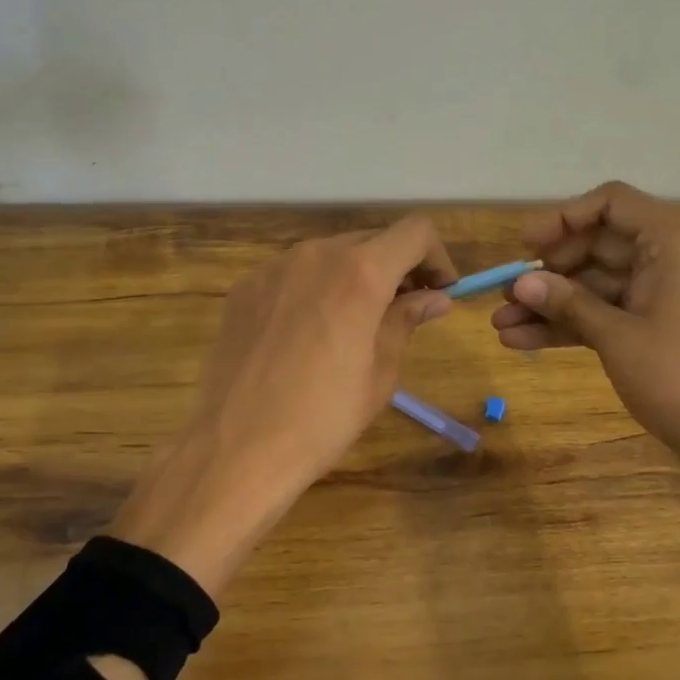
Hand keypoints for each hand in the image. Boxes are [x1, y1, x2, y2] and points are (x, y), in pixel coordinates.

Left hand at [109, 215, 456, 594]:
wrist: (238, 446)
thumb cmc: (324, 417)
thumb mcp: (380, 372)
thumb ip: (406, 320)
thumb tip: (434, 298)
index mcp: (359, 273)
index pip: (415, 232)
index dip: (437, 256)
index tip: (440, 291)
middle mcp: (316, 255)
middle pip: (371, 241)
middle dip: (397, 268)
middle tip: (405, 310)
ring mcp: (273, 268)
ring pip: (329, 255)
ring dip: (354, 277)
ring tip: (354, 324)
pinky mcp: (244, 288)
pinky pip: (293, 275)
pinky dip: (315, 289)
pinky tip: (308, 333)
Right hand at [492, 182, 679, 499]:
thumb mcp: (616, 336)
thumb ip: (567, 303)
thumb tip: (519, 282)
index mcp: (670, 242)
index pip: (611, 204)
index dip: (563, 218)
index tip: (525, 245)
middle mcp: (663, 258)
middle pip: (594, 246)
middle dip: (547, 271)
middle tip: (504, 294)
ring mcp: (654, 294)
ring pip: (591, 285)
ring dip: (547, 304)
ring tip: (500, 325)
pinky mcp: (646, 326)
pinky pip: (598, 313)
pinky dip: (565, 325)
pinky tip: (521, 341)